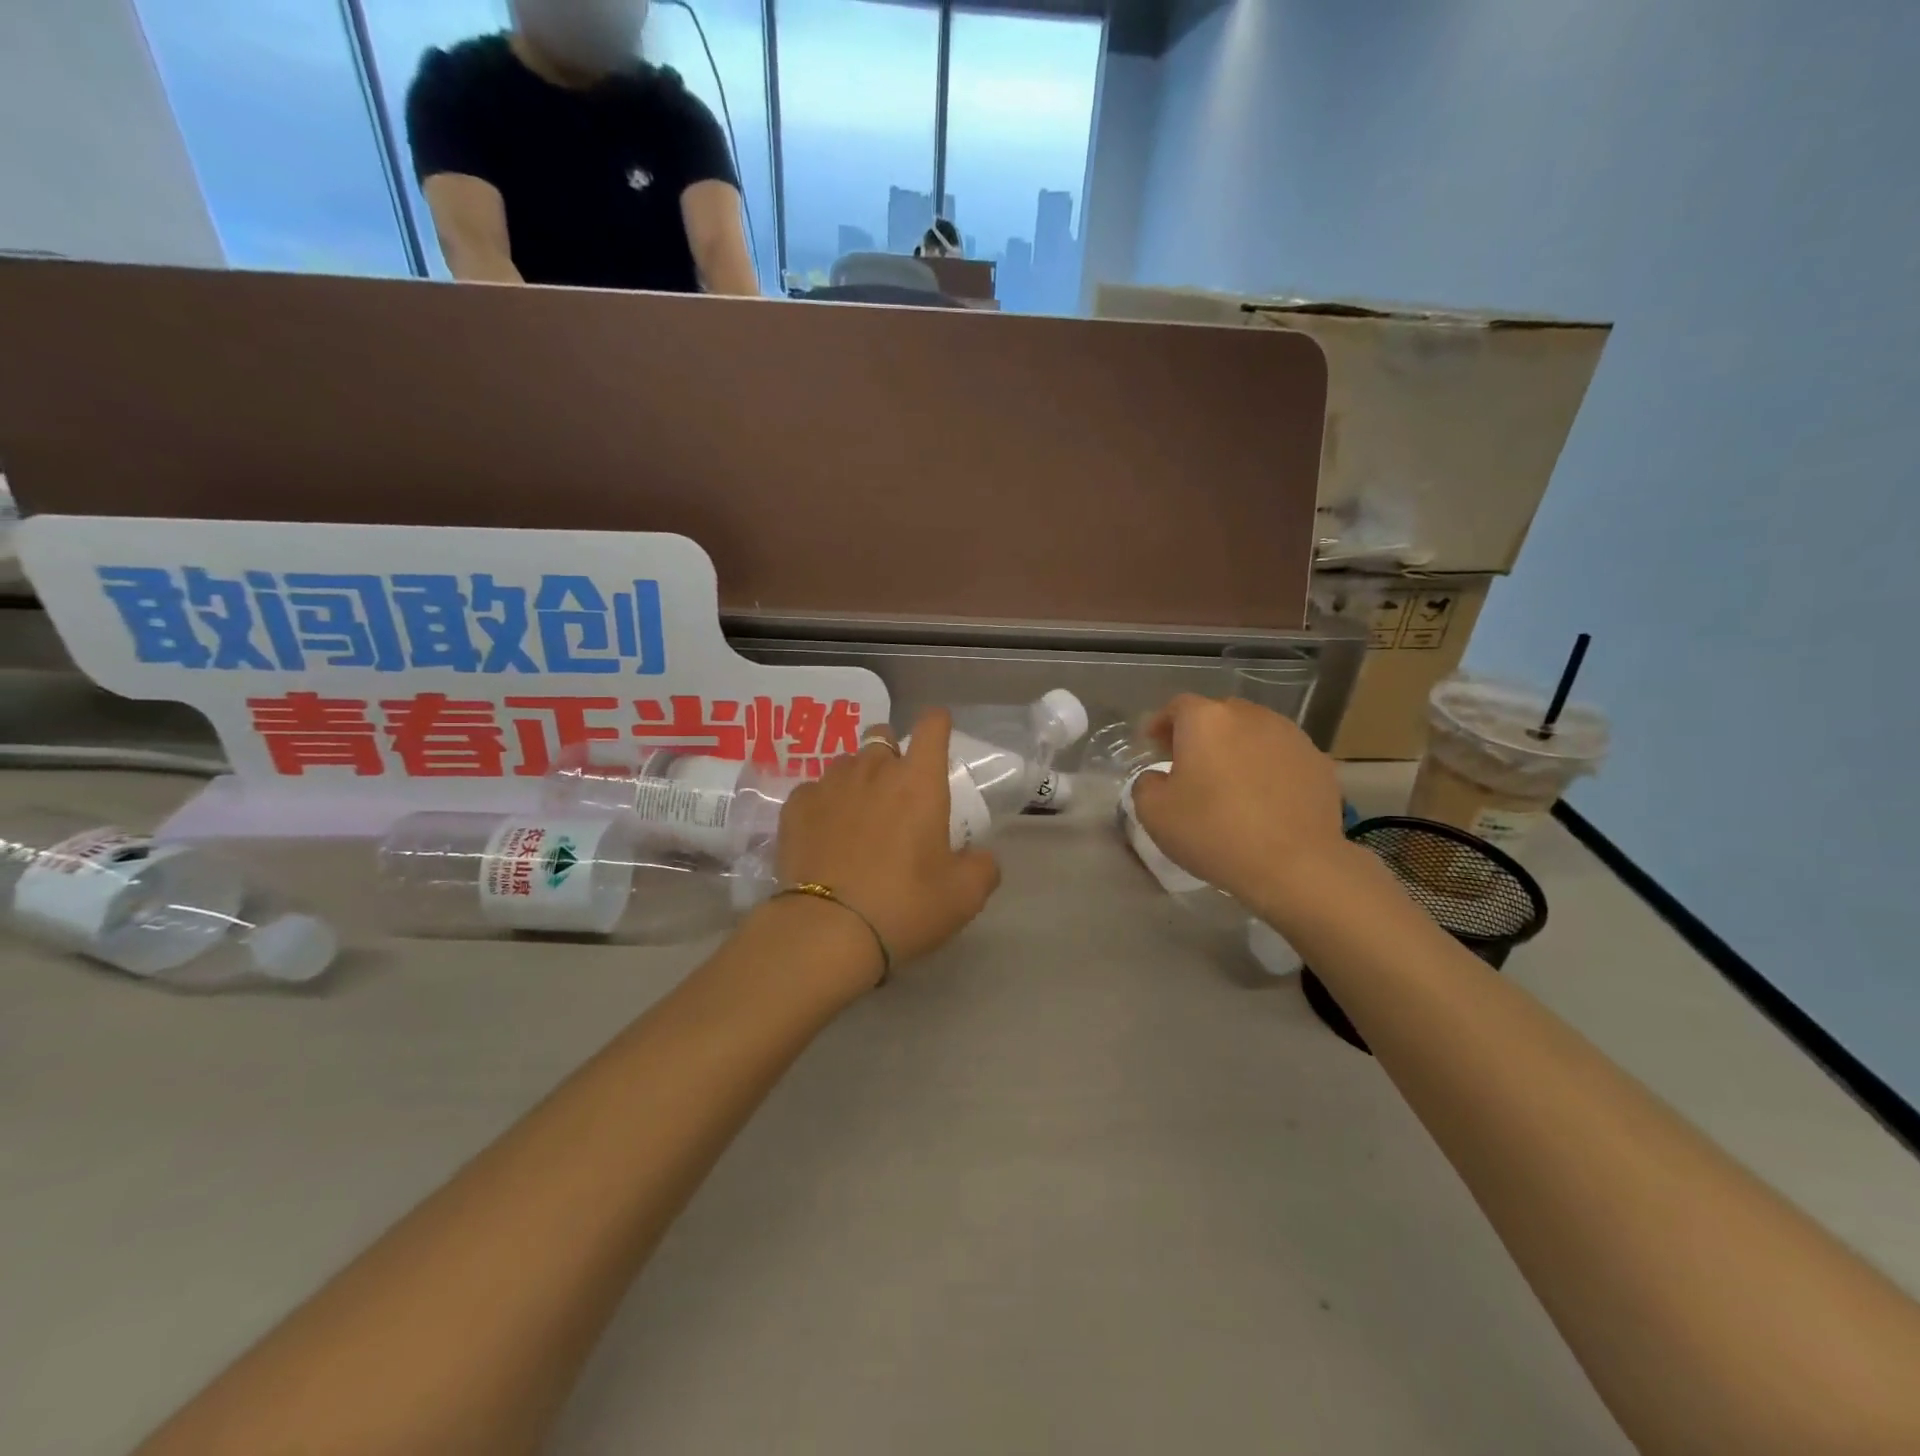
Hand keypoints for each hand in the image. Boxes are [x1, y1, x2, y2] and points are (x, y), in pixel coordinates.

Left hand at [772, 709, 1000, 975]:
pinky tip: (825, 835)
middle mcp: (873, 769)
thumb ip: (982, 867)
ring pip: (848, 763)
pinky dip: (824, 804)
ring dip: (859, 779)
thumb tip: (980, 857)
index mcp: (919, 781)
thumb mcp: (964, 896)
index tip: (938, 738)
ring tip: (859, 817)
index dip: (937, 725)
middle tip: (898, 795)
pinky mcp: (795, 806)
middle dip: (893, 756)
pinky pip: (815, 790)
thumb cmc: (904, 906)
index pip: (931, 726)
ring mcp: (829, 784)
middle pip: (883, 737)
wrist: (827, 931)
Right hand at [1128, 695, 1348, 910]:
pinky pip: (1280, 755)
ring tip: (1229, 781)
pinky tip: (1263, 798)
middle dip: (1200, 734)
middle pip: (1218, 715)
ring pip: (1252, 732)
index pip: (1177, 707)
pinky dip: (1267, 767)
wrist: (1295, 865)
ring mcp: (1289, 736)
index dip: (1161, 724)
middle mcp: (1249, 716)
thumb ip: (1146, 784)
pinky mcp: (1317, 761)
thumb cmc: (1214, 832)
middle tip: (1189, 765)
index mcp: (1206, 720)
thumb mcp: (1154, 813)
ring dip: (1236, 749)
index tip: (1153, 746)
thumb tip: (1159, 778)